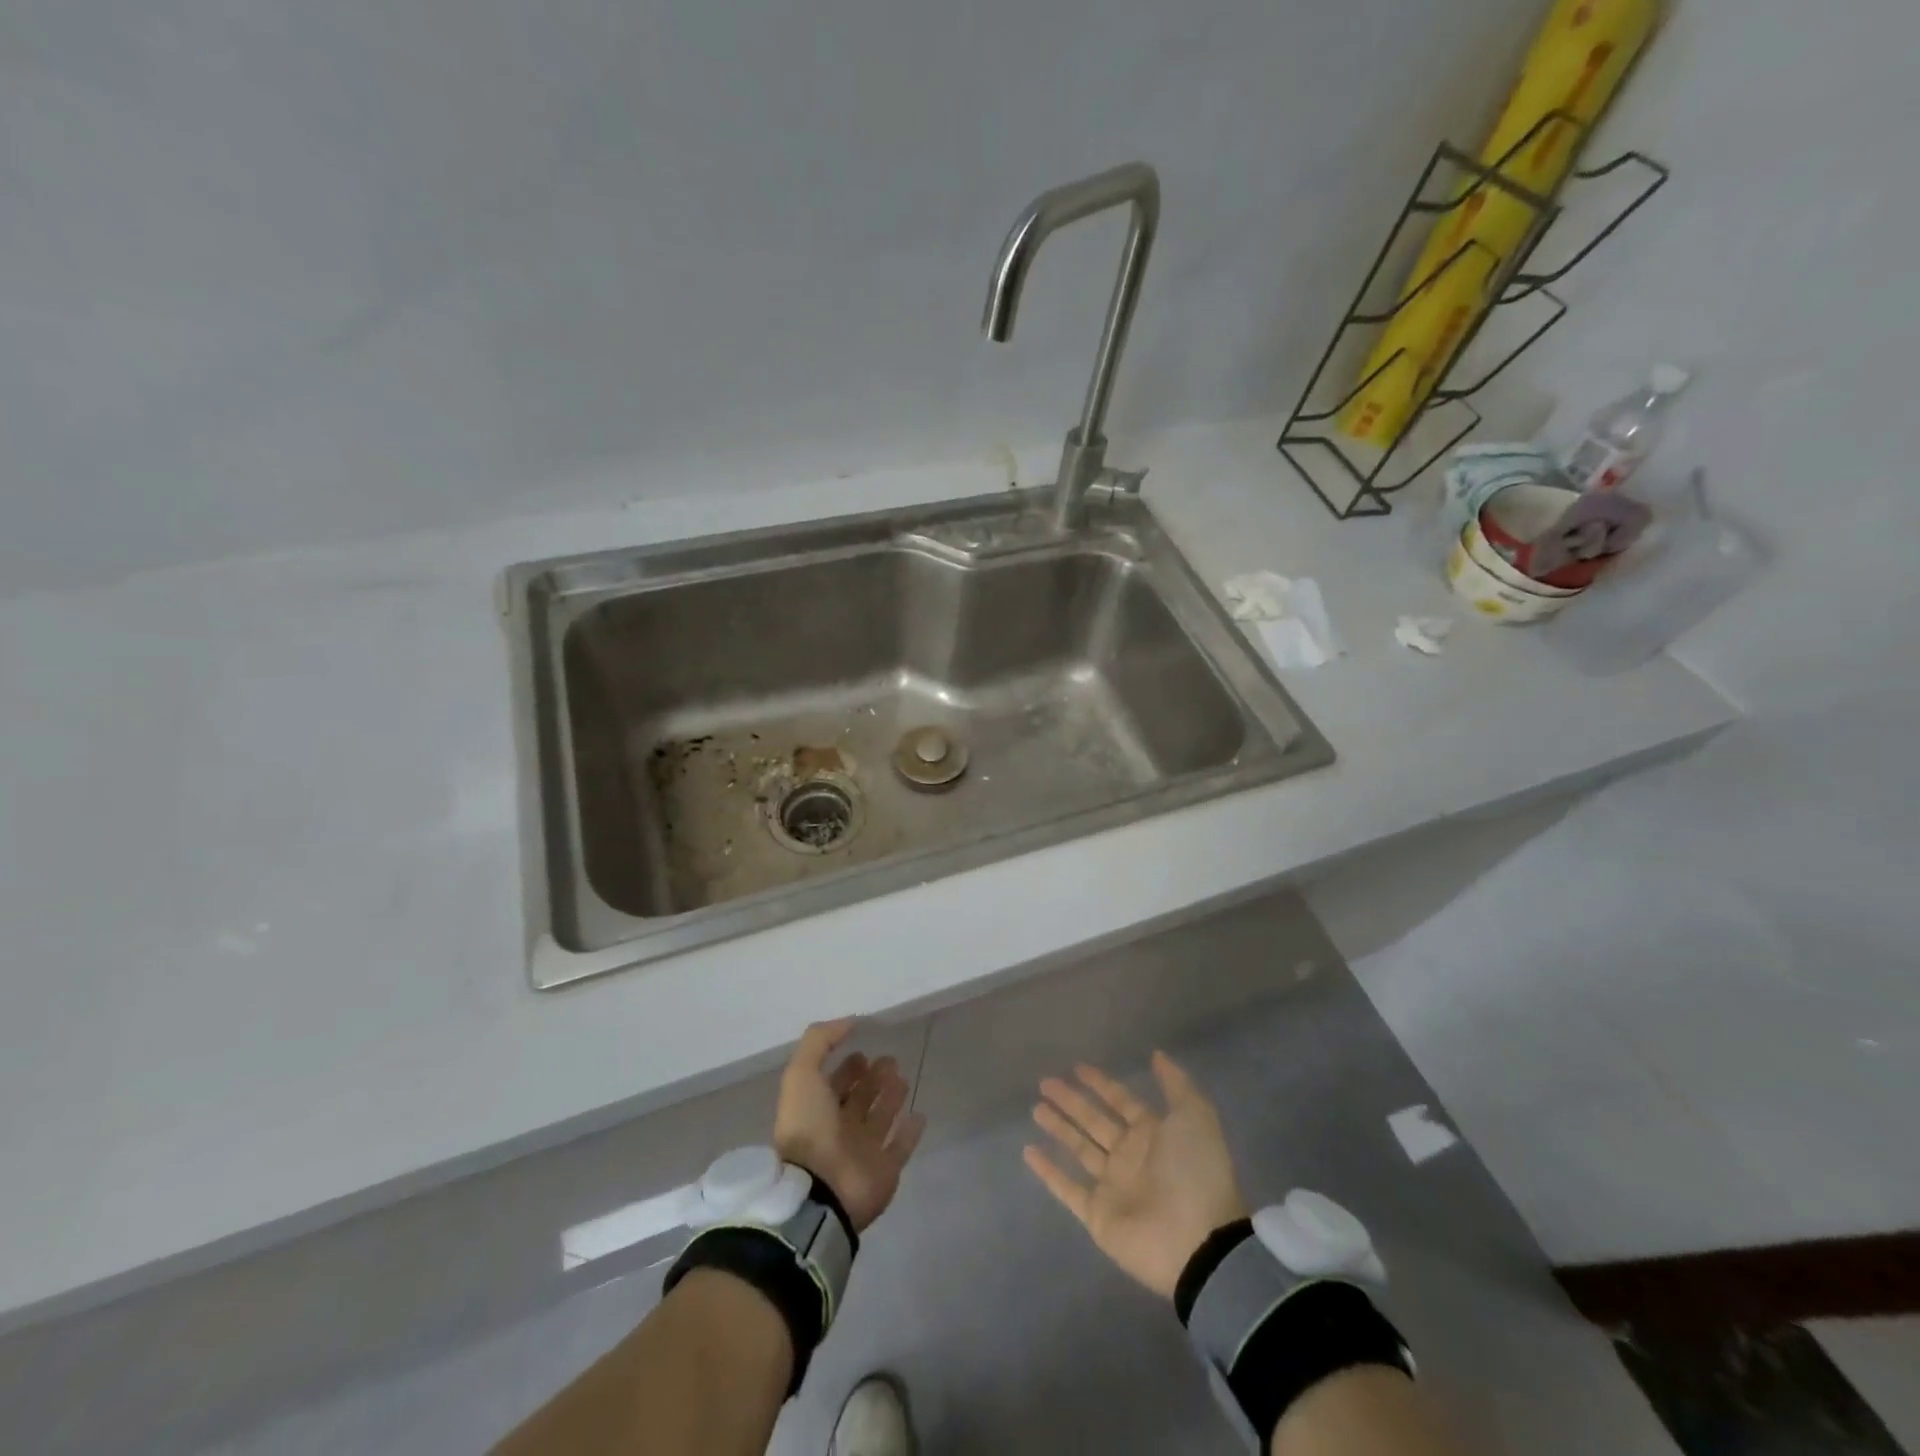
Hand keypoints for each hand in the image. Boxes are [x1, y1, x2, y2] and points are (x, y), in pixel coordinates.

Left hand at [773, 1018, 925, 1231]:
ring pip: (881, 1119)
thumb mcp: (801, 1074)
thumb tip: (849, 1022)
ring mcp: (863, 1152)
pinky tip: (919, 1114)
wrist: (820, 1190)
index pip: (835, 1084)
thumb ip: (820, 1041)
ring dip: (891, 1098)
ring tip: (903, 1077)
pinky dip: (910, 1132)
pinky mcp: (885, 1170)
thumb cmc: (809, 1128)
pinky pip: (901, 1147)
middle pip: (860, 1099)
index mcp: (817, 1110)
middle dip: (872, 1079)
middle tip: (889, 1061)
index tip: (863, 1050)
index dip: (847, 1068)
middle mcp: (839, 1129)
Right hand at [1023, 1051, 1247, 1298]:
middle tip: (1044, 1082)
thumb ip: (1175, 1084)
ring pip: (1079, 1149)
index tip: (1077, 1067)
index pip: (1121, 1101)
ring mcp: (1113, 1187)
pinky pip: (1067, 1188)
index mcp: (1153, 1134)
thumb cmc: (1195, 1172)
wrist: (1198, 1243)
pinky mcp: (1098, 1215)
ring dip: (1059, 1128)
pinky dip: (1048, 1171)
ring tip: (1036, 1108)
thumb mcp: (1195, 1116)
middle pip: (1095, 1122)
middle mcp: (1131, 1157)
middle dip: (1071, 1102)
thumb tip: (1156, 1054)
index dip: (1101, 1084)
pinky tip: (1028, 1151)